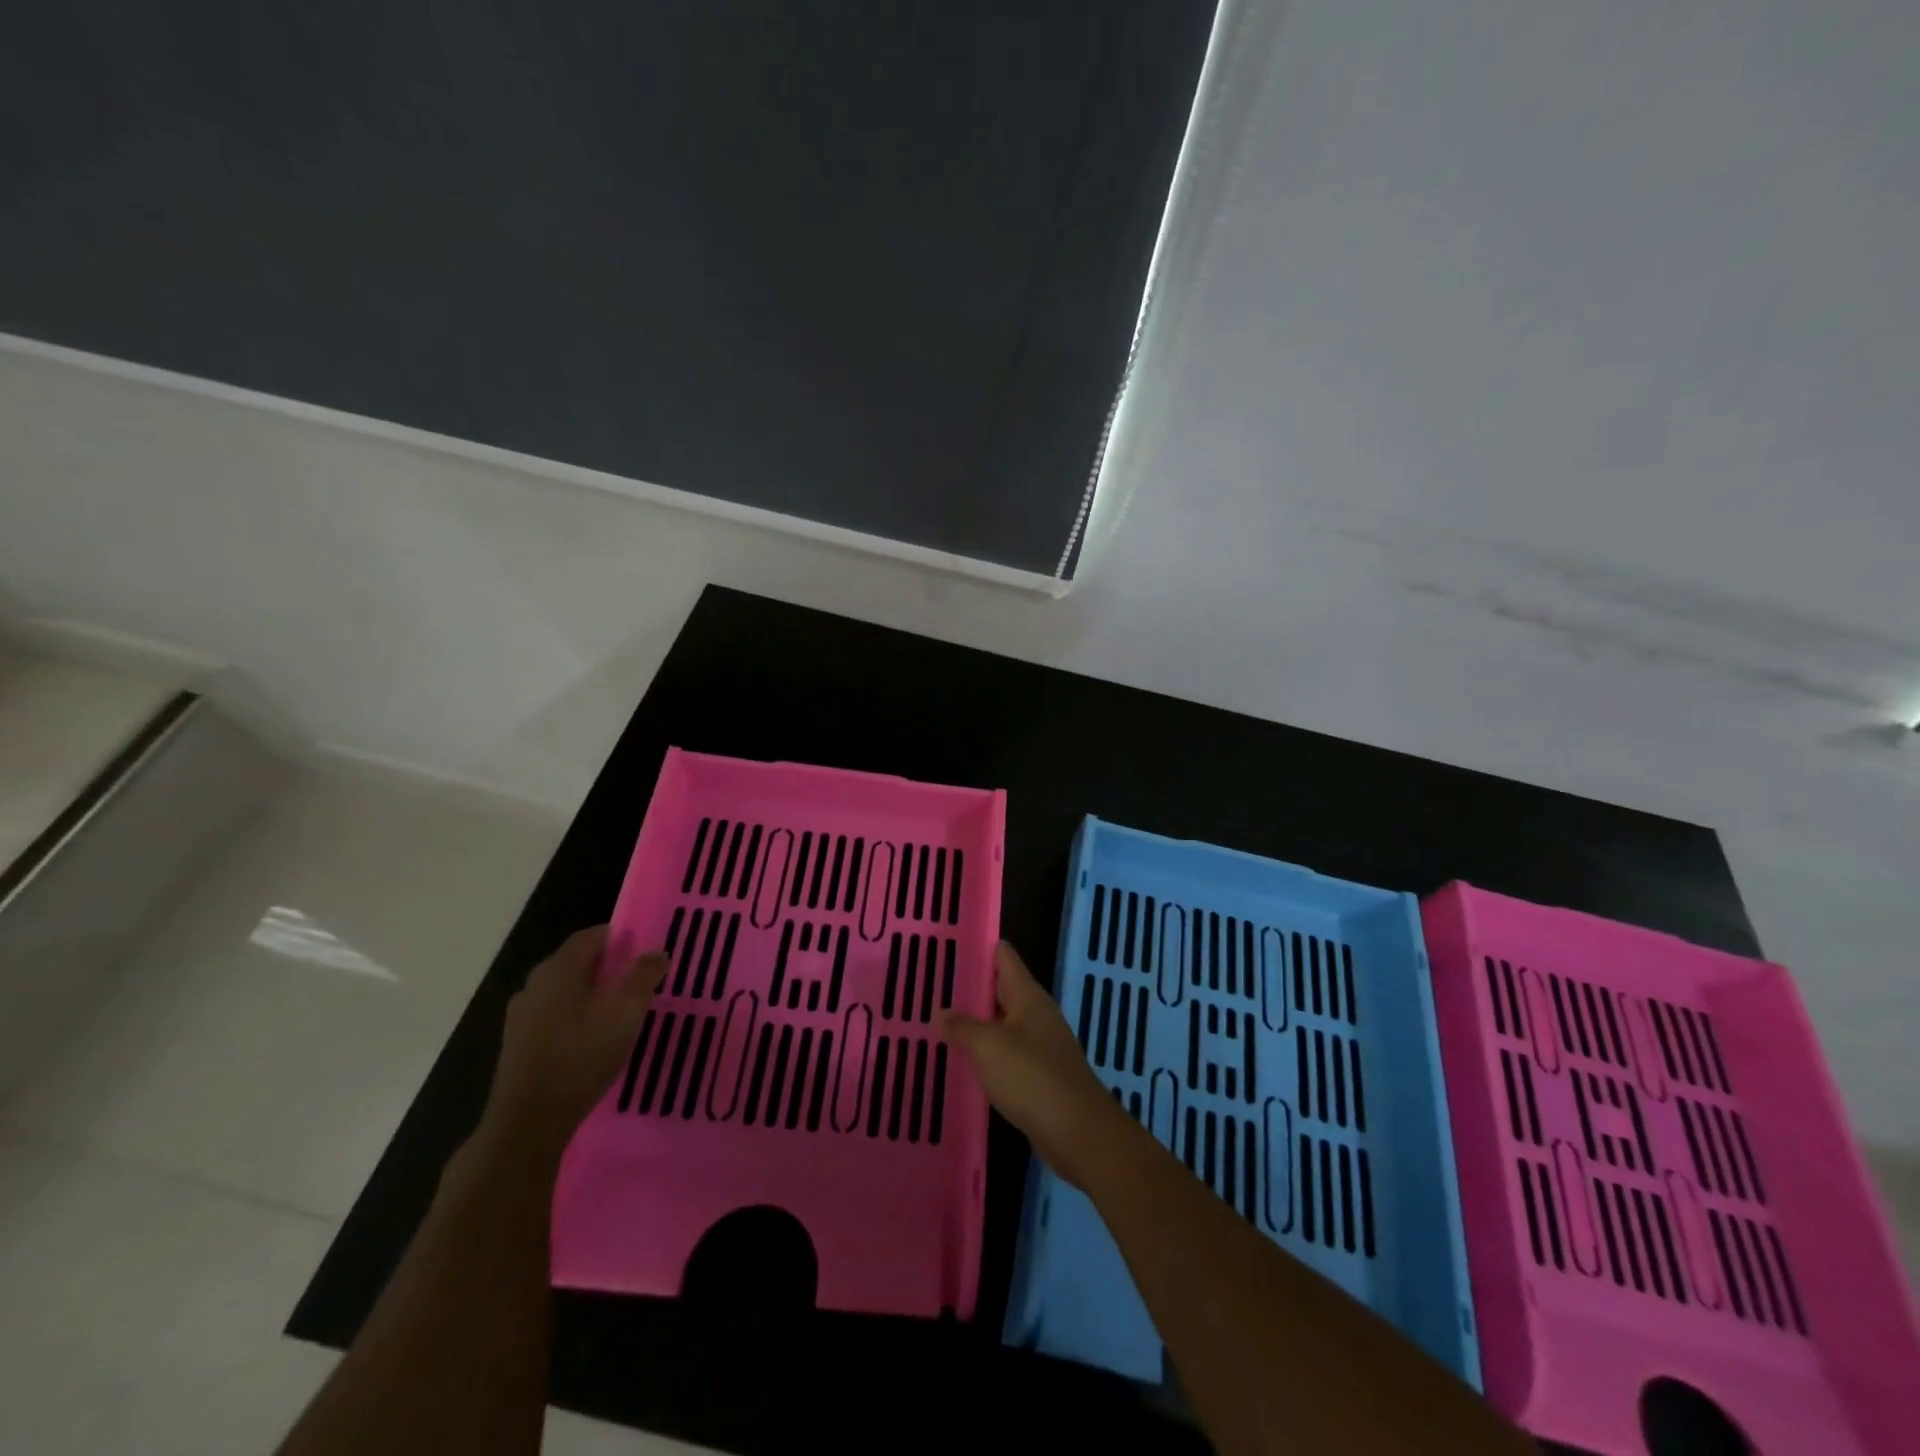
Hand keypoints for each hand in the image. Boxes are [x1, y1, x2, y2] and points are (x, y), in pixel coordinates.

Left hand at [481, 925, 666, 1158]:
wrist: (528, 1122)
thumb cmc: (581, 1056)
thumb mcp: (625, 1013)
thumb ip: (643, 977)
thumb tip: (656, 951)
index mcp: (559, 969)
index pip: (590, 936)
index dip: (618, 936)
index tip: (643, 945)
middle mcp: (535, 984)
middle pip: (575, 962)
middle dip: (607, 965)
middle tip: (637, 977)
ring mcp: (522, 1016)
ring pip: (564, 991)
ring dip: (591, 993)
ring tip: (619, 1009)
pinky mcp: (518, 1044)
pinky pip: (553, 1016)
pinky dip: (576, 1016)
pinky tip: (593, 1038)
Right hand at [942, 941, 1127, 1189]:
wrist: (1078, 1132)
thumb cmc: (1032, 1077)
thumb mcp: (989, 1047)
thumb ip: (962, 1027)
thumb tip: (941, 1012)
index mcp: (1028, 996)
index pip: (1004, 956)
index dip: (979, 947)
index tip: (949, 943)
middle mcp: (1036, 1015)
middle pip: (1002, 989)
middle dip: (972, 987)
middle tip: (933, 984)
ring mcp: (1041, 1046)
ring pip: (1003, 1023)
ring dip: (977, 1022)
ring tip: (941, 1020)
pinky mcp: (1040, 1076)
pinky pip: (1008, 1054)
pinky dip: (987, 1053)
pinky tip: (965, 1061)